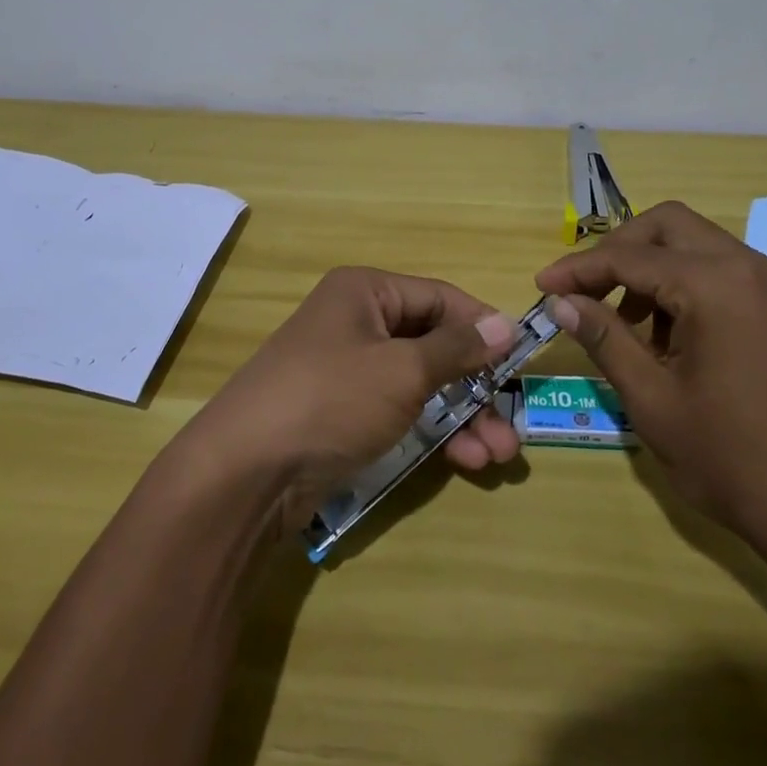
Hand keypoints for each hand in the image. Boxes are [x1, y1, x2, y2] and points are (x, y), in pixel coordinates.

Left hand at [181, 267, 522, 532]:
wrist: (245, 473)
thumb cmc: (331, 399)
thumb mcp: (402, 370)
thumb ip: (456, 348)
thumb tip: (505, 324)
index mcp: (365, 292)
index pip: (438, 298)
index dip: (481, 325)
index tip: (521, 358)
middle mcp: (356, 322)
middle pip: (432, 345)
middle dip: (475, 386)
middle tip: (511, 426)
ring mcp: (346, 370)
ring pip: (419, 384)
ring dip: (461, 417)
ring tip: (497, 456)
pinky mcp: (341, 414)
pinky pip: (398, 411)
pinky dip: (431, 432)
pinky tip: (462, 462)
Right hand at [536, 202, 766, 574]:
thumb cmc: (733, 460)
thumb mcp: (652, 400)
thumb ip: (604, 338)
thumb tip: (562, 302)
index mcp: (715, 284)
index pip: (630, 257)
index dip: (578, 268)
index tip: (542, 287)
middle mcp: (749, 267)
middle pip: (667, 226)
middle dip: (619, 251)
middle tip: (584, 291)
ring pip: (696, 245)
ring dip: (652, 268)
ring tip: (624, 324)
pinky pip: (723, 272)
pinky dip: (685, 285)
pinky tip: (668, 337)